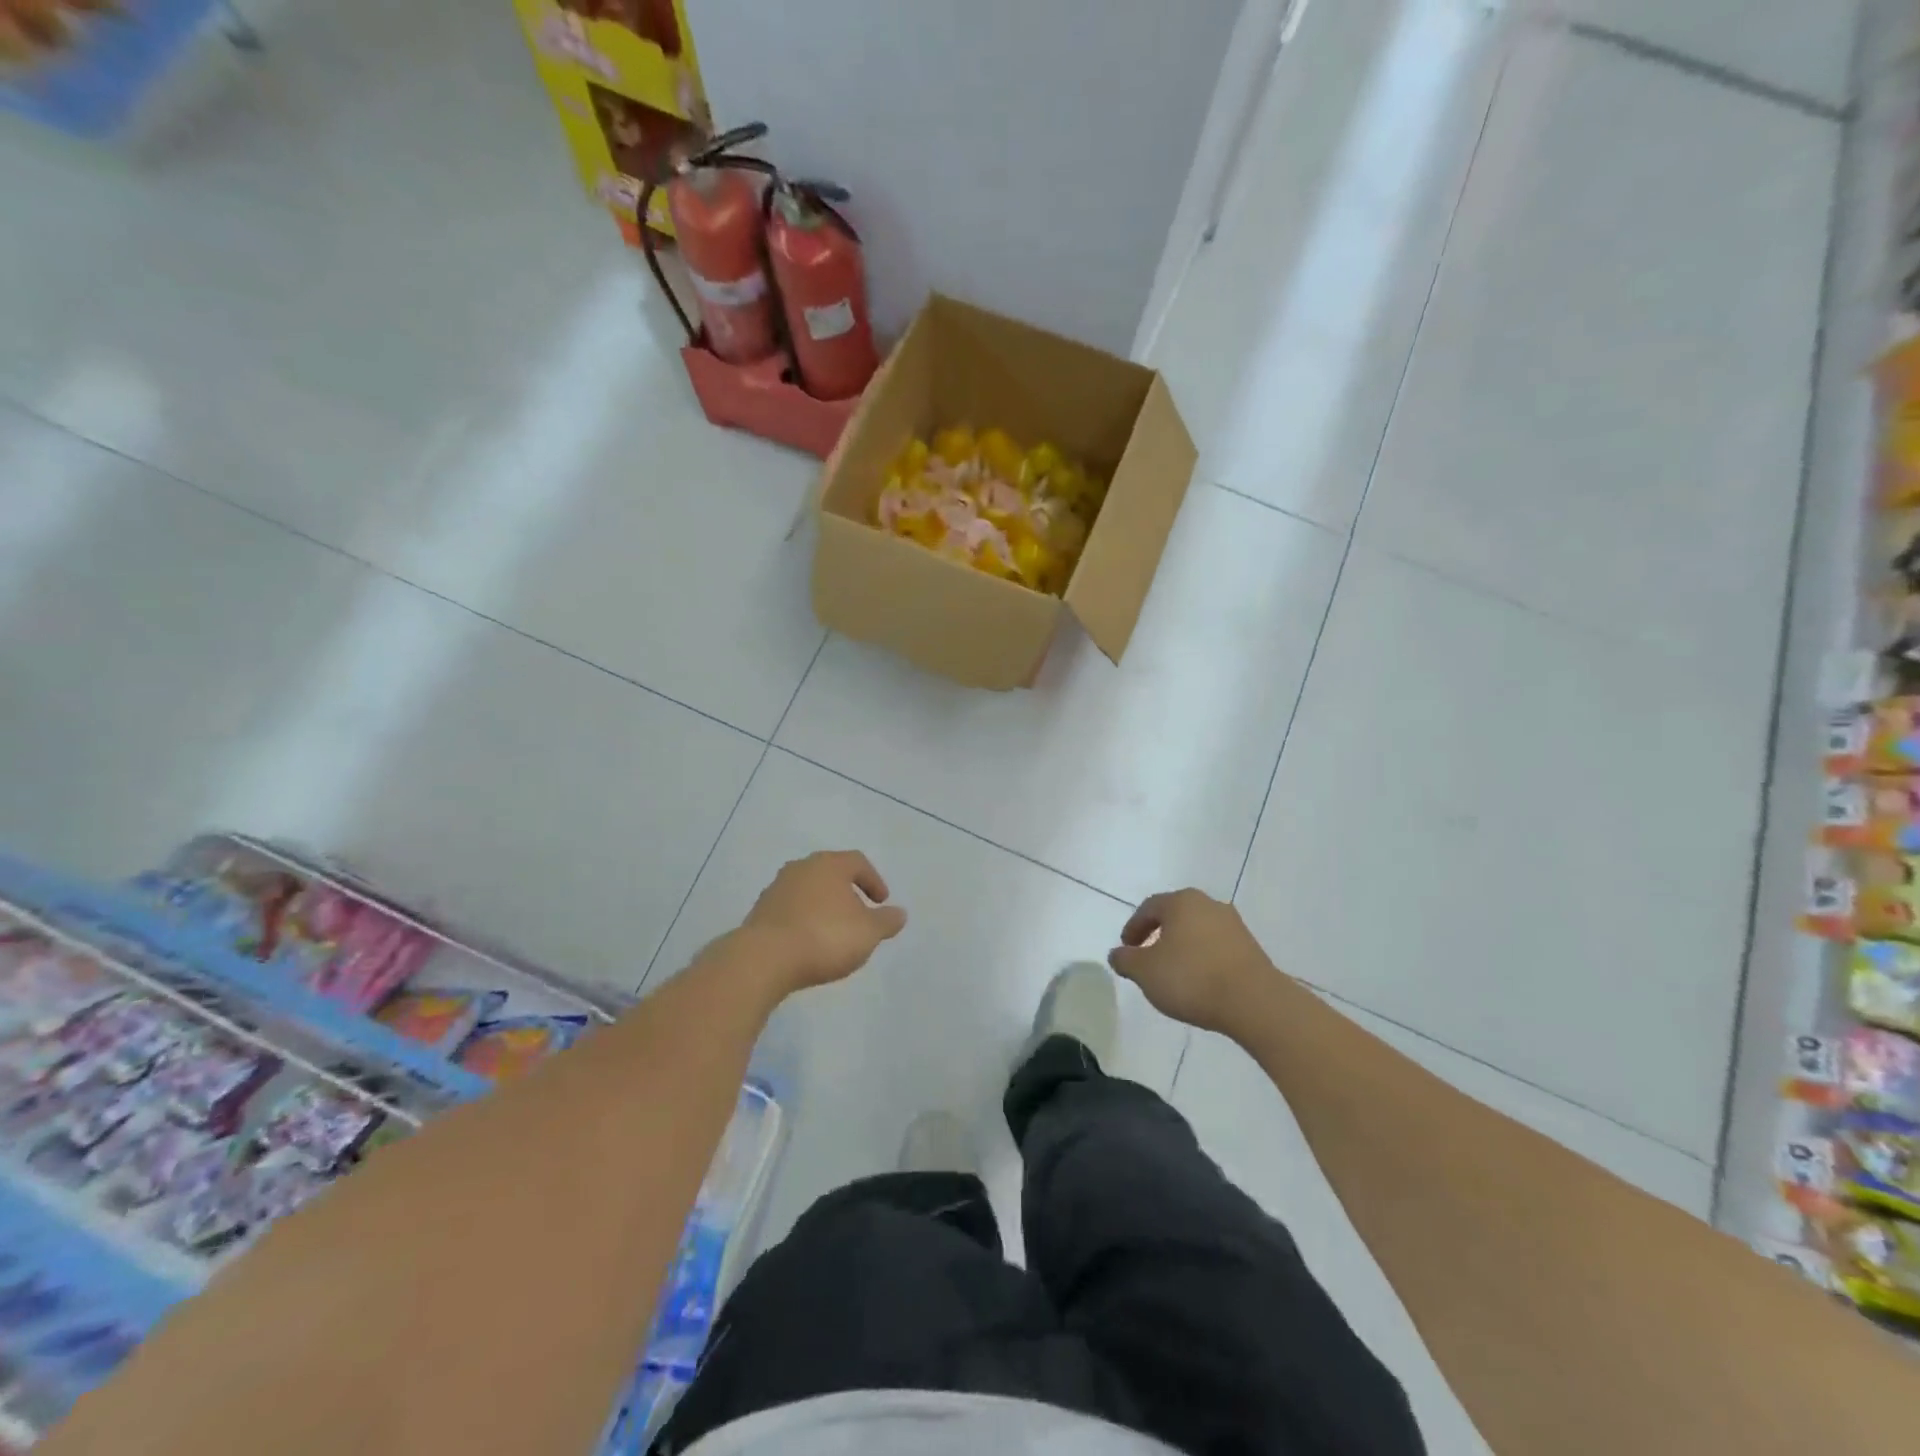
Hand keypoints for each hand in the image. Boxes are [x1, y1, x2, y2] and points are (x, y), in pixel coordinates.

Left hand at [738, 851, 906, 993]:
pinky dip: (803, 920)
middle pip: (830, 873)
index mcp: (829, 864)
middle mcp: (801, 868)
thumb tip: (899, 913)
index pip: (857, 862)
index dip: (873, 880)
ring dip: (823, 906)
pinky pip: (790, 910)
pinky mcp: (759, 912)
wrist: (764, 959)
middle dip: (846, 891)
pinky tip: (809, 942)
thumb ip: (886, 921)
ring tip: (833, 931)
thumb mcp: (868, 932)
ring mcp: (776, 888)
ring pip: (808, 891)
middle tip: (858, 913)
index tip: (881, 902)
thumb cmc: (825, 937)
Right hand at [1108, 889, 1274, 1035]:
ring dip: (1182, 947)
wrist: (1254, 1002)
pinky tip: (1199, 981)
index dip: (1133, 927)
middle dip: (1158, 934)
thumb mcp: (1145, 972)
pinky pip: (1217, 947)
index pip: (1149, 908)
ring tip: (1173, 973)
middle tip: (1147, 957)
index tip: (1126, 948)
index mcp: (1181, 902)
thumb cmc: (1192, 978)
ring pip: (1197, 931)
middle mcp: (1209, 904)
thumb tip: (1117, 954)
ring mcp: (1234, 925)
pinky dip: (1202, 958)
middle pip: (1175, 915)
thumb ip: (1125, 960)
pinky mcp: (1251, 948)